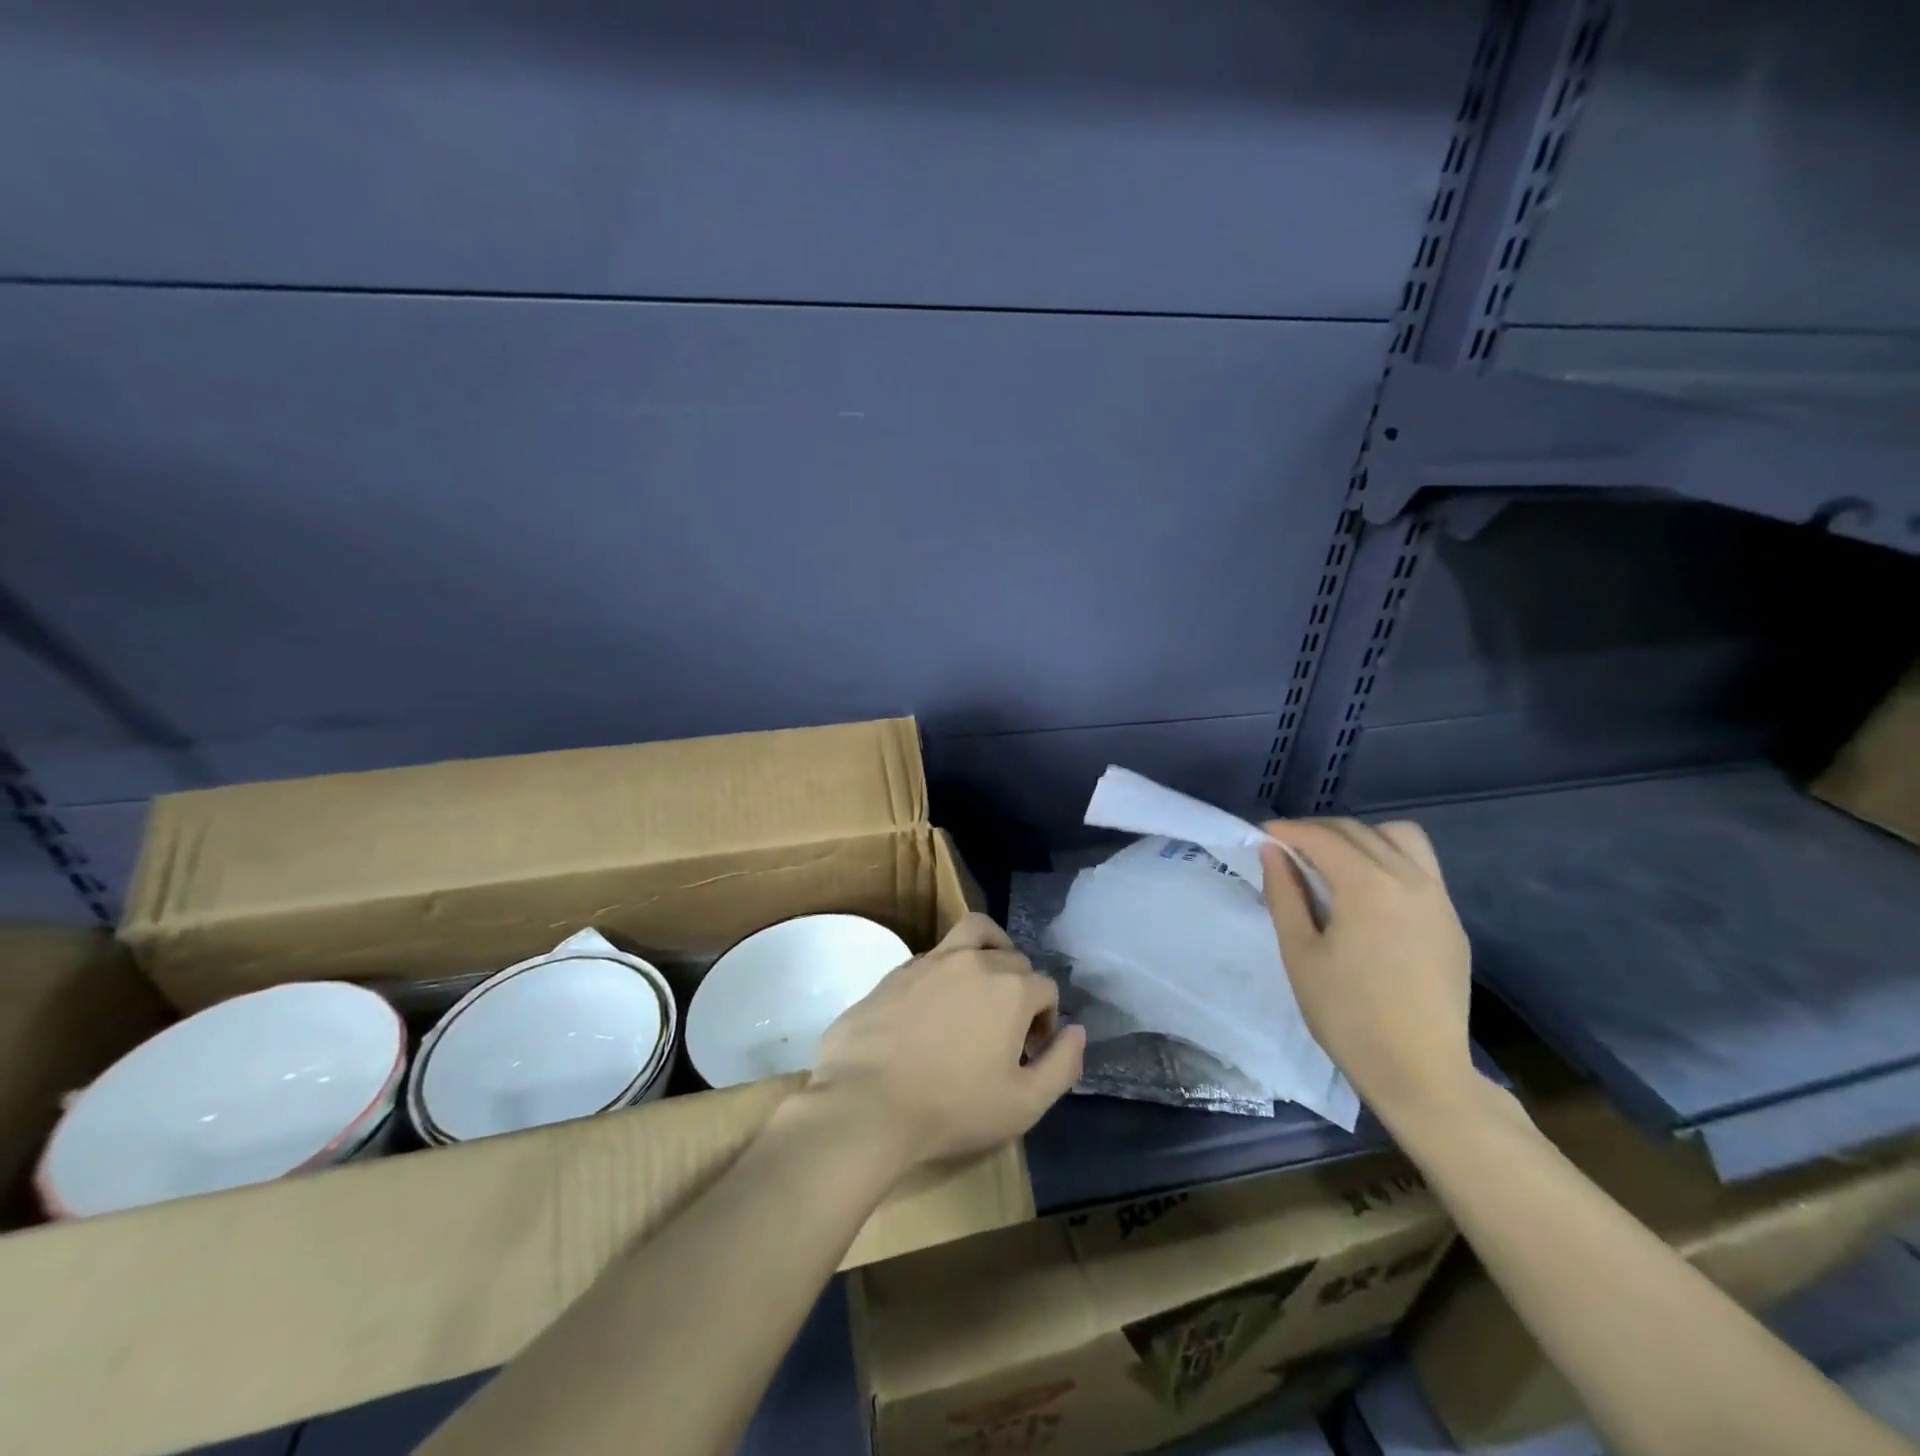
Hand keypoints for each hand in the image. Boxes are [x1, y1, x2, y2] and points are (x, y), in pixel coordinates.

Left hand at [804, 913, 1086, 1174]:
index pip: (1047, 988)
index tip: (1030, 1052)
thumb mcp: (1024, 1104)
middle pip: (1014, 959)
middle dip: (1021, 988)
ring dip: (989, 949)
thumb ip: (1062, 1065)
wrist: (866, 1103)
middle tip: (1007, 1029)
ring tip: (983, 982)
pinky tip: (935, 1005)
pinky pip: (935, 954)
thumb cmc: (952, 1107)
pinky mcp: (897, 970)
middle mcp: (975, 961)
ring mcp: (932, 960)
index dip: (1047, 1019)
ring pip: (974, 933)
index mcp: (1011, 988)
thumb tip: (1078, 1032)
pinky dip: (948, 968)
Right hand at [1259, 819, 1474, 1122]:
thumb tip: (1273, 852)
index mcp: (1369, 886)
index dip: (1288, 831)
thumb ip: (1284, 894)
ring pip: (1401, 839)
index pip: (1323, 839)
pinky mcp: (1452, 922)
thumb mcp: (1299, 953)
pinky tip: (1368, 893)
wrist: (1420, 1072)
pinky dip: (1389, 860)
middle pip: (1361, 831)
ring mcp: (1438, 899)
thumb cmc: (1346, 1014)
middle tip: (1288, 850)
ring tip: (1335, 863)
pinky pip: (1421, 868)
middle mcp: (1410, 879)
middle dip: (1319, 832)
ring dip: (1363, 838)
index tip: (1262, 836)